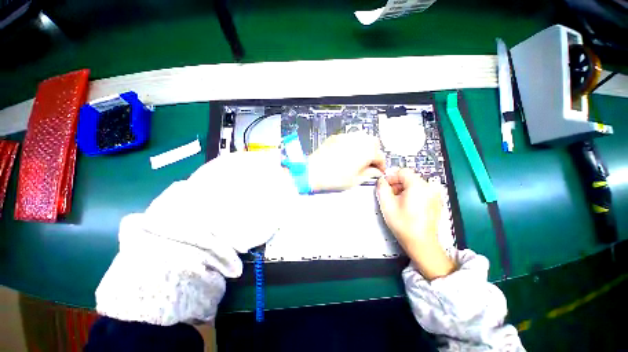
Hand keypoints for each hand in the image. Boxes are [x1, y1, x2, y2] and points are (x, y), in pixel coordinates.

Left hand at [307, 132, 385, 191]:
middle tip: (370, 163)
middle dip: (374, 152)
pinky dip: (352, 144)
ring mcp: (346, 137)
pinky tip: (347, 154)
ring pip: (362, 137)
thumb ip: (370, 174)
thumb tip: (375, 171)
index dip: (381, 165)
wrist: (313, 171)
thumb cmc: (332, 178)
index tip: (379, 170)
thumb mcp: (356, 180)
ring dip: (364, 146)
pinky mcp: (336, 137)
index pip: (380, 156)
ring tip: (359, 158)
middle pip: (373, 142)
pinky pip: (349, 137)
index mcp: (366, 151)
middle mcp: (358, 141)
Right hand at [376, 168, 454, 279]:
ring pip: (414, 184)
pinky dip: (411, 194)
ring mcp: (435, 194)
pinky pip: (421, 190)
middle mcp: (429, 187)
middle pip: (409, 177)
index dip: (391, 177)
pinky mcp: (436, 201)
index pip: (402, 171)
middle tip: (389, 194)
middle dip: (396, 183)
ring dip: (403, 189)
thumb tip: (381, 180)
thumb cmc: (404, 225)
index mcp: (418, 186)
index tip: (384, 185)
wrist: (421, 243)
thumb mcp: (387, 205)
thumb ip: (381, 188)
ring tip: (397, 201)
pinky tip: (406, 205)